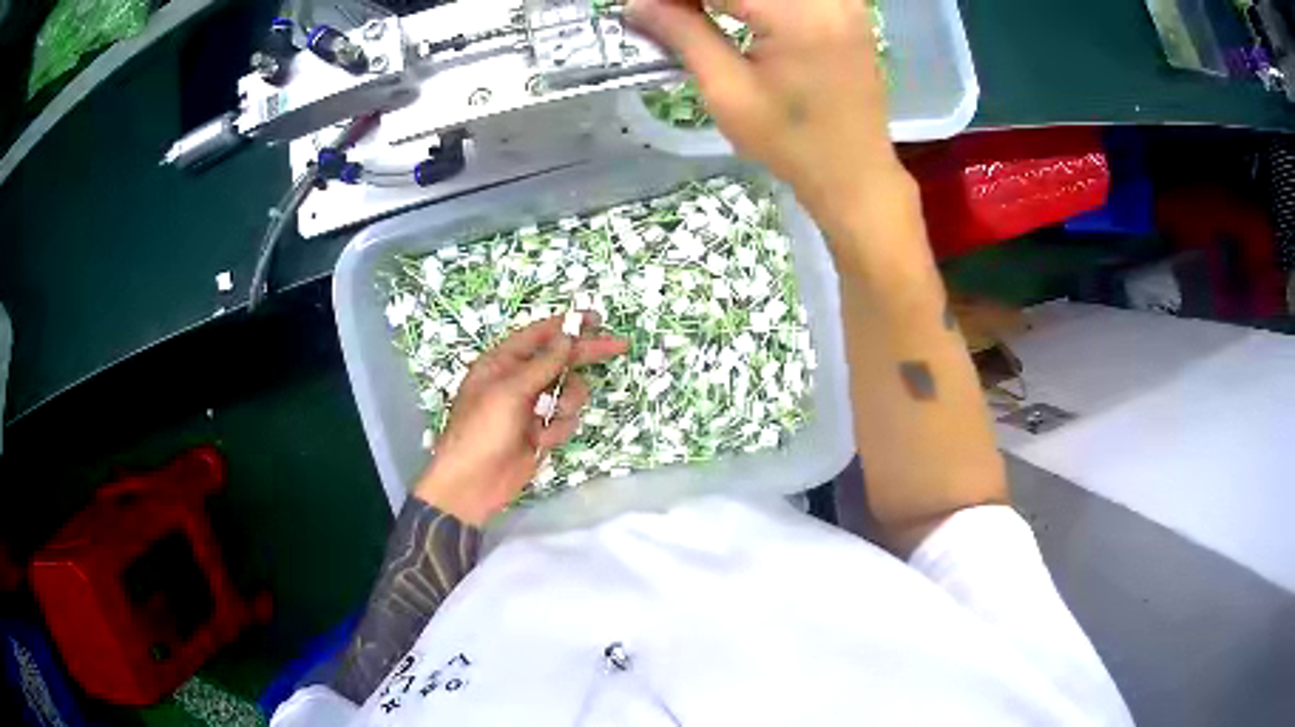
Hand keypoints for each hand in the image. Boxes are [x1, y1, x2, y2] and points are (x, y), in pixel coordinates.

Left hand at [414, 313, 627, 524]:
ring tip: (547, 420)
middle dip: (586, 356)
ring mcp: (532, 408)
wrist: (473, 483)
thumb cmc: (482, 430)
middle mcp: (519, 380)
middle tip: (620, 346)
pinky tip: (539, 442)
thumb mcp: (509, 391)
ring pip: (569, 393)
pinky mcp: (541, 432)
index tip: (597, 319)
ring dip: (566, 405)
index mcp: (502, 362)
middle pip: (561, 361)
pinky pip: (565, 421)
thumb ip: (542, 364)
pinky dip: (557, 430)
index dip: (569, 325)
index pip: (540, 335)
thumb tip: (567, 336)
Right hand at [627, 0, 905, 225]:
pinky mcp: (848, 8)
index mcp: (798, 15)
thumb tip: (637, 4)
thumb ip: (683, 34)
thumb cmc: (791, 143)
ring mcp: (843, 0)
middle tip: (669, 13)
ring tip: (696, 15)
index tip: (644, 7)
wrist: (854, 173)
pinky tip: (735, 11)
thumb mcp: (728, 92)